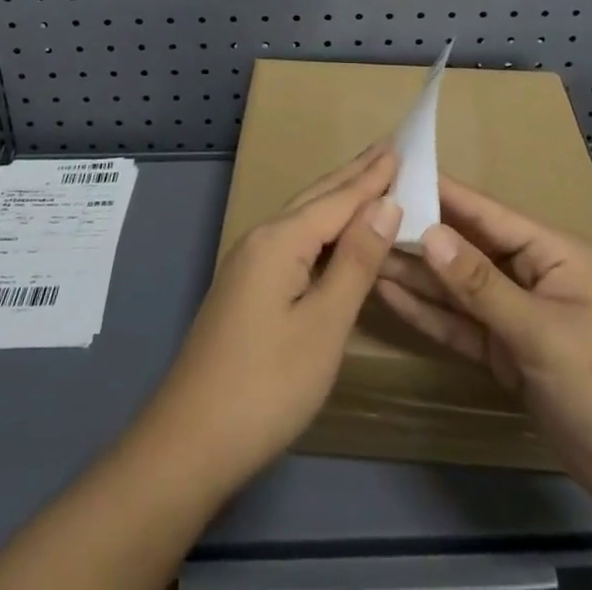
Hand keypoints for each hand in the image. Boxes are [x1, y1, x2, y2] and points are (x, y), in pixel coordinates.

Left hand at [139, 144, 401, 490]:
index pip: (338, 199)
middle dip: (354, 176)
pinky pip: (293, 240)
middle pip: (317, 198)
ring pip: (302, 218)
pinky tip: (333, 234)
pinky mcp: (246, 287)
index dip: (373, 177)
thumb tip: (386, 204)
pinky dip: (322, 228)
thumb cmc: (267, 385)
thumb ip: (356, 261)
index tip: (402, 148)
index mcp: (281, 239)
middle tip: (388, 150)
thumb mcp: (324, 325)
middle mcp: (261, 238)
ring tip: (367, 179)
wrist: (190, 442)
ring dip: (337, 198)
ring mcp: (248, 263)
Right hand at [375, 174, 591, 516]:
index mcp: (549, 252)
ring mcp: (516, 315)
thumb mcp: (541, 331)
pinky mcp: (507, 354)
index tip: (394, 171)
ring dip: (416, 273)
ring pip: (457, 287)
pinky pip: (461, 325)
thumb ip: (480, 285)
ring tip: (365, 251)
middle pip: (465, 248)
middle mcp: (528, 274)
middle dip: (419, 233)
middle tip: (363, 215)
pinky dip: (430, 313)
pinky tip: (390, 294)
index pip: (485, 212)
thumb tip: (428, 233)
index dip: (441, 191)